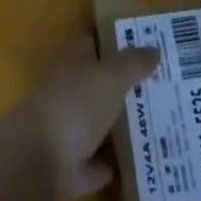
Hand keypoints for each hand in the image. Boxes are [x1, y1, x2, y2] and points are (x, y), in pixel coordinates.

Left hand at [8, 34, 159, 200]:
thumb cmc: (76, 104)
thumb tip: (155, 48)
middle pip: (98, 79)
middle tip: (160, 80)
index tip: (144, 34)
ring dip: (118, 121)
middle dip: (123, 80)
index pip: (94, 36)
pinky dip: (110, 162)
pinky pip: (96, 160)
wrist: (40, 162)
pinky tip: (134, 162)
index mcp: (74, 58)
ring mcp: (67, 128)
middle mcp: (68, 88)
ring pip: (98, 119)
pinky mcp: (70, 167)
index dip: (115, 33)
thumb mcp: (111, 76)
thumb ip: (133, 62)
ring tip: (156, 119)